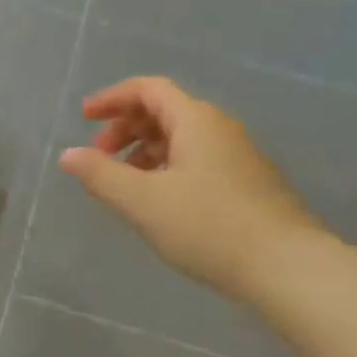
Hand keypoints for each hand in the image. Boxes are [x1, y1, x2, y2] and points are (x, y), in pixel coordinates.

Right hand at [58, 77, 323, 301]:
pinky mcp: (249, 183)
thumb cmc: (209, 227)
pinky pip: (198, 160)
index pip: (148, 89)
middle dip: (126, 128)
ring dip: (146, 151)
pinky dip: (168, 168)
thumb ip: (101, 176)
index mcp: (195, 120)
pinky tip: (161, 202)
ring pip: (182, 138)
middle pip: (164, 111)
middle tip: (100, 157)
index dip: (112, 98)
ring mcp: (239, 155)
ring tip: (125, 184)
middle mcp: (219, 128)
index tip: (83, 117)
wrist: (289, 267)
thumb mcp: (143, 202)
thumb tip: (68, 154)